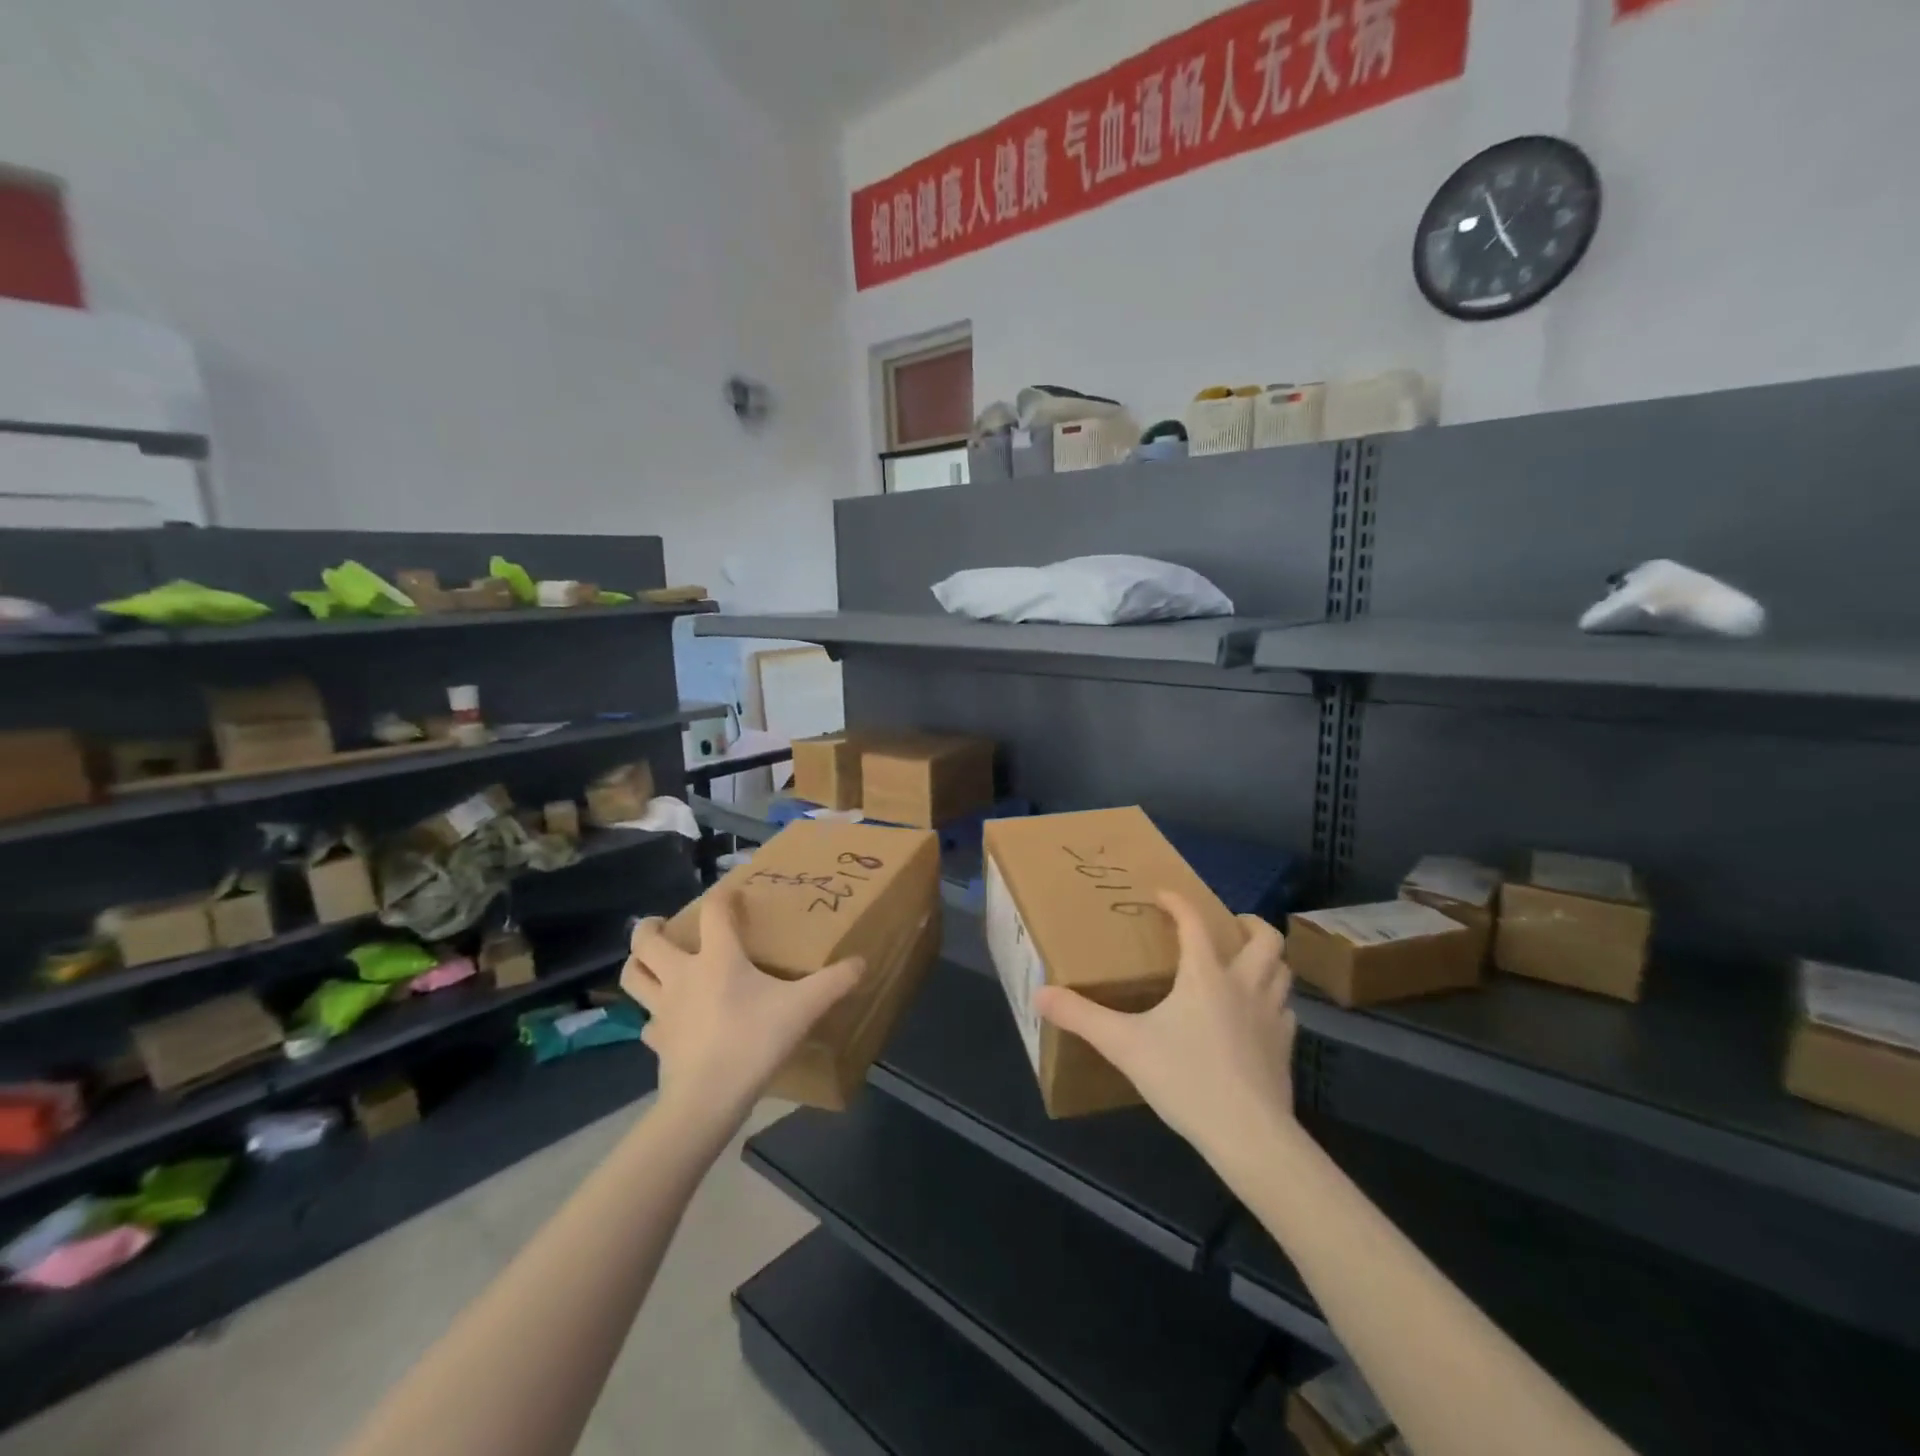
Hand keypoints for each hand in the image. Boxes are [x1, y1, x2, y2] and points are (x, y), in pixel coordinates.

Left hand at [624, 887, 866, 1135]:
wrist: (707, 1099)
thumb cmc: (753, 1041)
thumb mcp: (802, 1008)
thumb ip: (833, 983)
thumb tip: (861, 962)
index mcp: (717, 958)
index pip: (714, 911)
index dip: (723, 895)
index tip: (733, 893)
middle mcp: (682, 975)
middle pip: (647, 942)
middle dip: (649, 928)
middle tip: (662, 925)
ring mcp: (663, 1009)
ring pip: (633, 977)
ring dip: (638, 963)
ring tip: (651, 960)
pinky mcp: (656, 1040)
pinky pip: (647, 1021)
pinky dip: (653, 1014)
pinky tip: (669, 1019)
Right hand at [1035, 892, 1295, 1168]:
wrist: (1249, 1136)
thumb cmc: (1186, 1079)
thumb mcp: (1124, 1045)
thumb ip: (1081, 1017)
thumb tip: (1040, 994)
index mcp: (1205, 975)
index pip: (1194, 922)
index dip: (1177, 902)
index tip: (1162, 895)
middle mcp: (1244, 985)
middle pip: (1265, 938)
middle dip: (1249, 923)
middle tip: (1228, 924)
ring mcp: (1271, 1017)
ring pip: (1282, 971)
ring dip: (1266, 959)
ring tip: (1245, 963)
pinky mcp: (1285, 1049)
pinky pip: (1285, 1010)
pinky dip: (1272, 1000)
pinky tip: (1255, 1015)